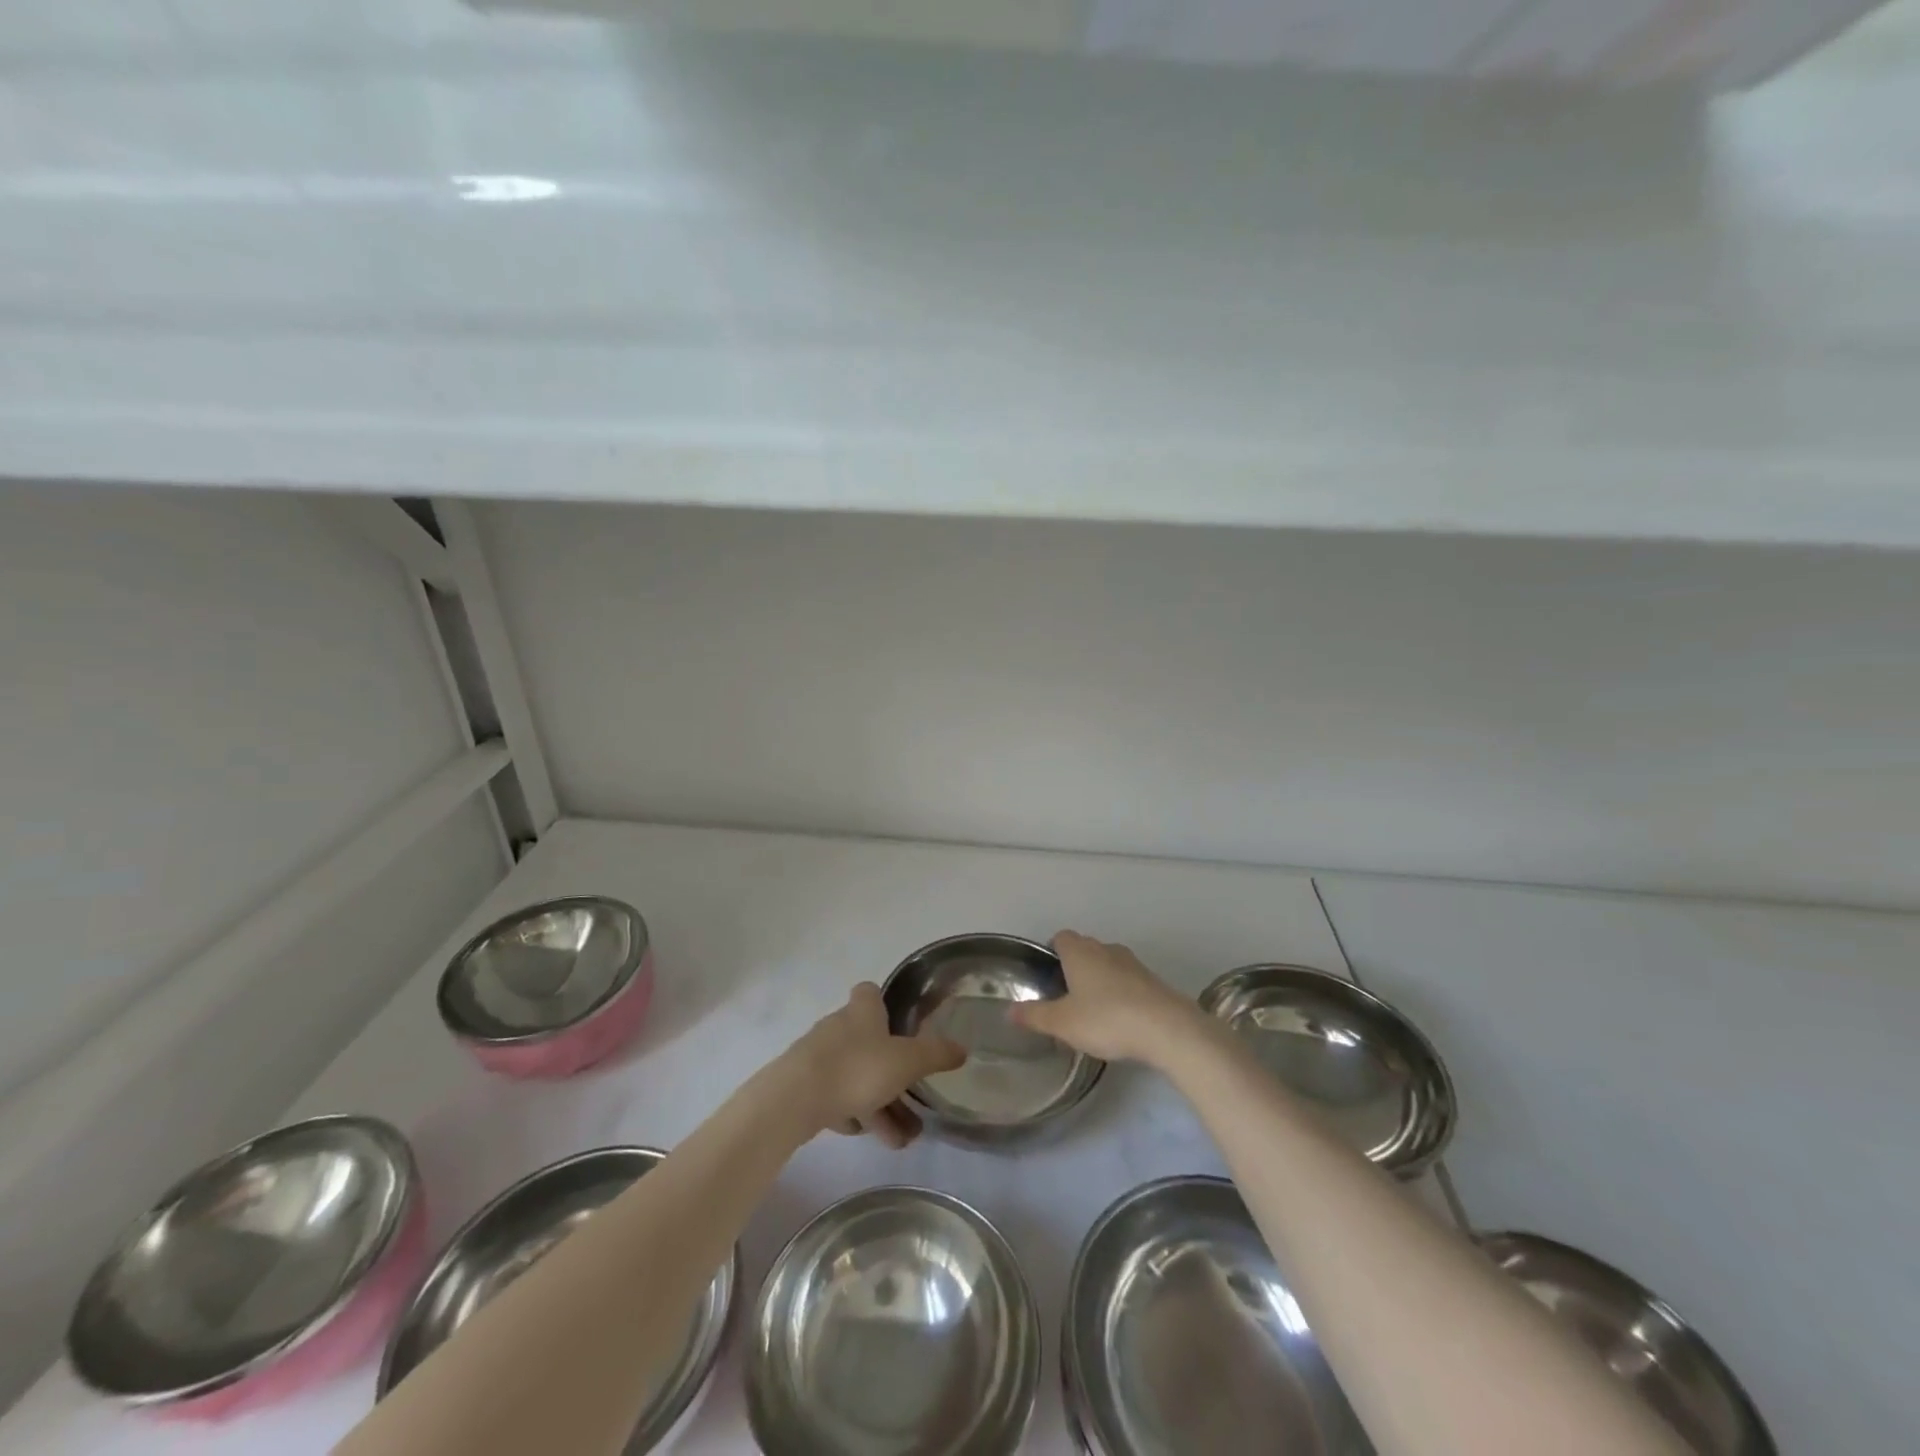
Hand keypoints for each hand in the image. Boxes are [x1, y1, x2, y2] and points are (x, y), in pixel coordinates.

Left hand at [778, 983, 966, 1148]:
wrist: (795, 1100)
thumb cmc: (856, 1068)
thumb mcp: (906, 1061)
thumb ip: (935, 1054)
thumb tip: (962, 1048)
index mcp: (862, 1011)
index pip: (871, 992)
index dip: (885, 1004)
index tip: (902, 1025)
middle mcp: (839, 1026)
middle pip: (869, 1042)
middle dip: (891, 1071)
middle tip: (914, 1101)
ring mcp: (818, 1056)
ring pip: (856, 1076)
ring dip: (878, 1104)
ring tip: (900, 1139)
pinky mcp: (804, 1086)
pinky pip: (836, 1096)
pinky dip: (853, 1113)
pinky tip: (864, 1134)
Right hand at [1008, 930, 1198, 1064]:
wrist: (1167, 1029)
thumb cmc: (1106, 1019)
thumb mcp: (1063, 1023)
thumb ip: (1035, 1016)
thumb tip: (1009, 1010)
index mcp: (1080, 952)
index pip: (1061, 937)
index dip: (1052, 951)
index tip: (1048, 975)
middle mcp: (1105, 949)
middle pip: (1084, 948)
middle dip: (1074, 966)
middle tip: (1066, 996)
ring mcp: (1133, 963)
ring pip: (1108, 963)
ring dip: (1099, 980)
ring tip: (1092, 1010)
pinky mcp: (1152, 980)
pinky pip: (1128, 980)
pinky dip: (1120, 993)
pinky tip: (1119, 1019)